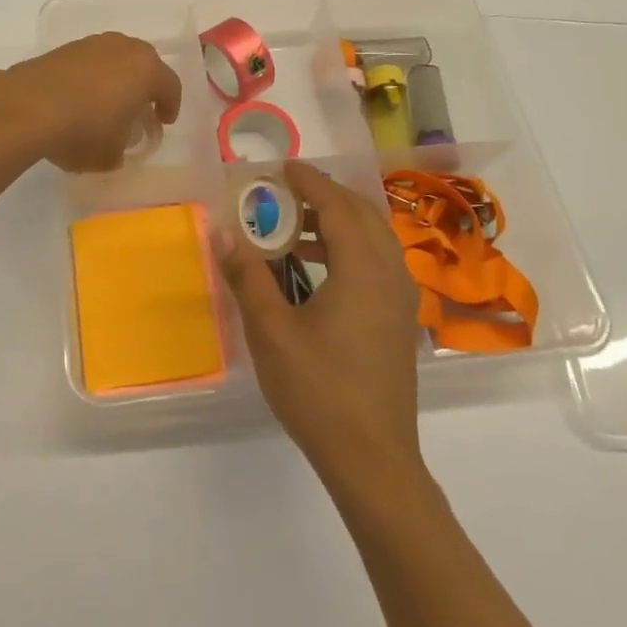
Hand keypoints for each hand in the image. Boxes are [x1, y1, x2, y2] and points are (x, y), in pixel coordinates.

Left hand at [3, 32, 182, 172]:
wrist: (27, 106)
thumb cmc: (83, 130)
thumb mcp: (110, 155)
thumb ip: (120, 150)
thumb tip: (116, 149)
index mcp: (147, 70)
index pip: (170, 86)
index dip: (170, 106)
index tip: (163, 122)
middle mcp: (124, 48)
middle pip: (144, 65)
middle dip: (144, 87)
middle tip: (139, 109)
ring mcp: (92, 44)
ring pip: (115, 59)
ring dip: (116, 78)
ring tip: (106, 103)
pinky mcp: (64, 48)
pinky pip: (89, 62)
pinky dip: (90, 77)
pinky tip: (79, 97)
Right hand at [219, 161, 424, 492]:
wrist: (372, 458)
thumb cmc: (318, 390)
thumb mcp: (271, 332)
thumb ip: (248, 277)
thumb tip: (224, 234)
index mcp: (362, 269)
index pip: (338, 206)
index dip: (310, 181)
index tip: (282, 167)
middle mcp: (391, 274)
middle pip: (363, 214)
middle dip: (327, 195)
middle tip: (288, 193)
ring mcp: (401, 300)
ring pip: (375, 239)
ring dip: (340, 222)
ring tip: (297, 229)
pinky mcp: (400, 322)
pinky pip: (379, 263)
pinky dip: (352, 248)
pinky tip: (320, 271)